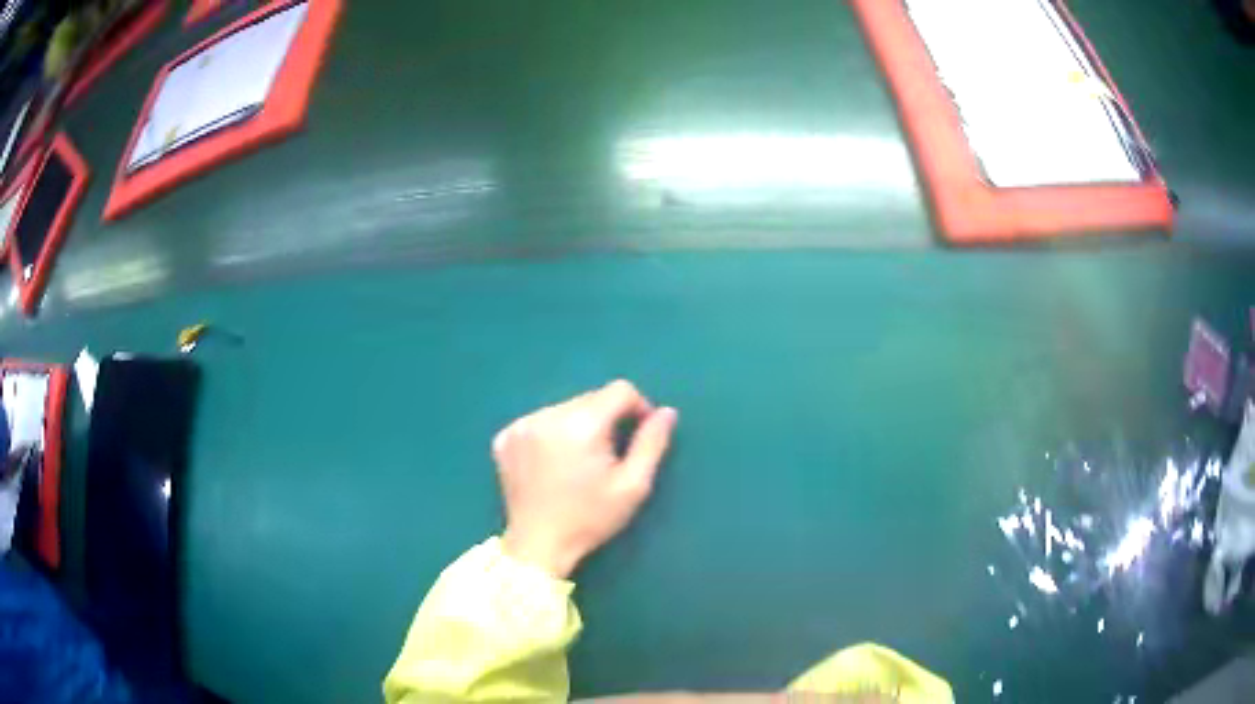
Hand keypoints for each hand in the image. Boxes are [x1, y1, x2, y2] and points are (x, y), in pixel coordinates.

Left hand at [494, 380, 677, 578]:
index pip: (619, 390)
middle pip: (591, 398)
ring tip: (579, 462)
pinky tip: (552, 464)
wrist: (538, 546)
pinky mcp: (504, 438)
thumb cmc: (590, 519)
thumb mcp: (632, 486)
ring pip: (565, 408)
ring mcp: (521, 425)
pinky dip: (551, 434)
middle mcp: (547, 415)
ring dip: (579, 425)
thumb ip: (652, 443)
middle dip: (606, 419)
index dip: (638, 407)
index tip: (638, 435)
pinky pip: (539, 421)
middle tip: (607, 457)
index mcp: (581, 424)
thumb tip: (667, 411)